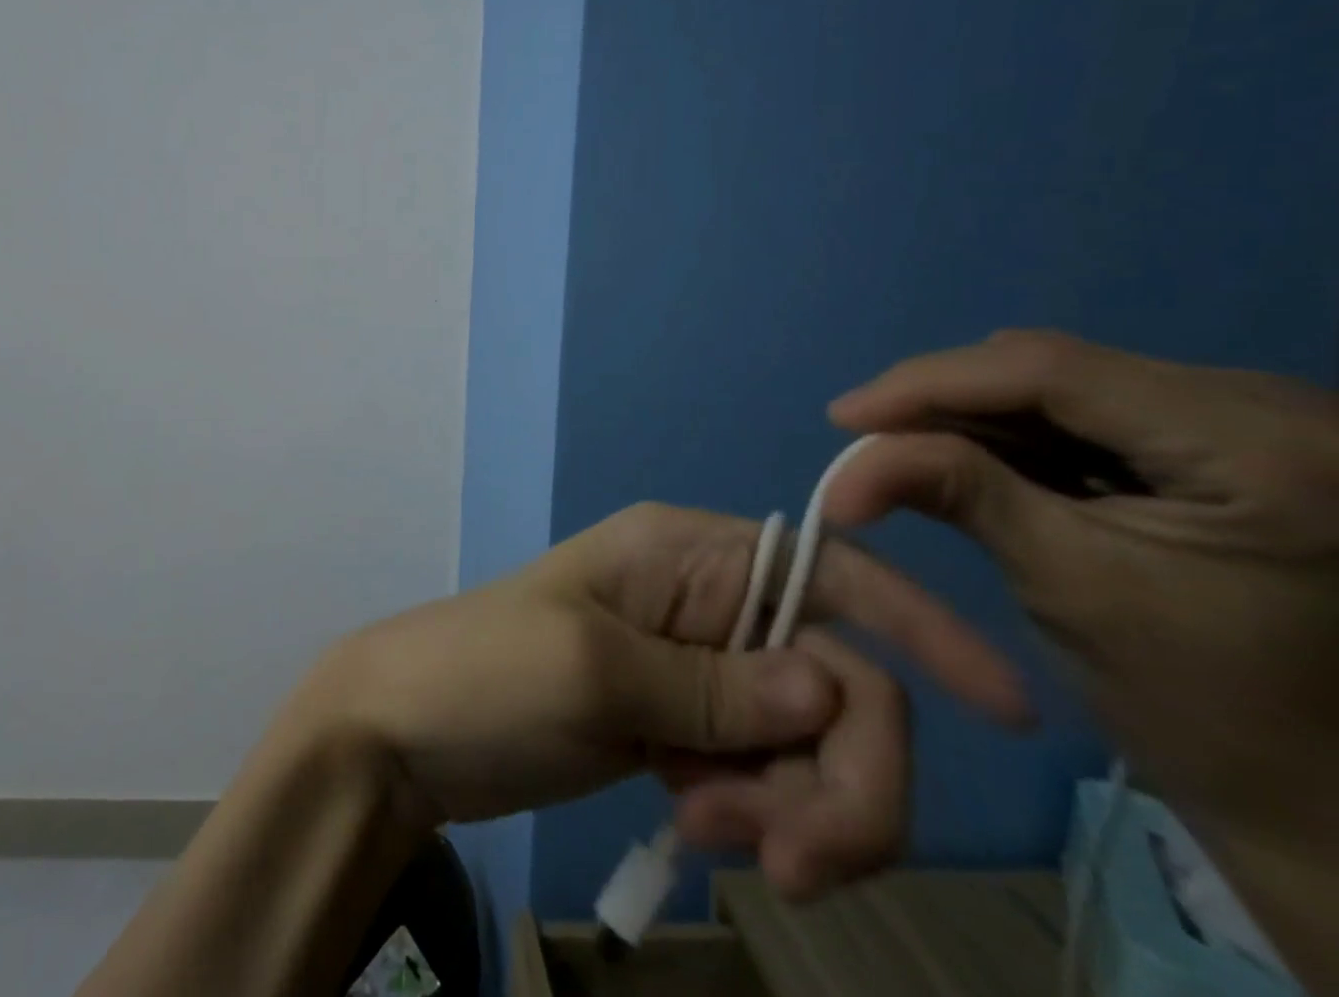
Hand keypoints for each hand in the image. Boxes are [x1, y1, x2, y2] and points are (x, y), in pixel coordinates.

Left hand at [290, 498, 1031, 896]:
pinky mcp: (681, 728)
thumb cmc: (482, 675)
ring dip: (787, 807)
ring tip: (699, 827)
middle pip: (836, 681)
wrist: (404, 731)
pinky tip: (688, 825)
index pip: (829, 572)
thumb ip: (718, 688)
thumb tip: (836, 691)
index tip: (1007, 712)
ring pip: (808, 741)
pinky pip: (764, 776)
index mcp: (683, 553)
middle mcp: (703, 600)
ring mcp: (695, 669)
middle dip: (838, 778)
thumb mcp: (593, 670)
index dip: (920, 628)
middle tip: (781, 858)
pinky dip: (754, 814)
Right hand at [827, 330, 1338, 984]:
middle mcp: (1283, 410)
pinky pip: (1095, 413)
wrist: (1326, 801)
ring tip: (904, 450)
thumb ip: (954, 490)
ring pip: (1068, 384)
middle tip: (867, 438)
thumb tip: (846, 454)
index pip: (1052, 369)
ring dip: (975, 416)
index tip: (840, 417)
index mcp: (1266, 448)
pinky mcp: (1236, 446)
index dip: (929, 382)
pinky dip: (1019, 435)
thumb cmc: (1206, 712)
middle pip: (1058, 368)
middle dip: (946, 399)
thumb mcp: (1064, 584)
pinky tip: (971, 458)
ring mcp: (1264, 424)